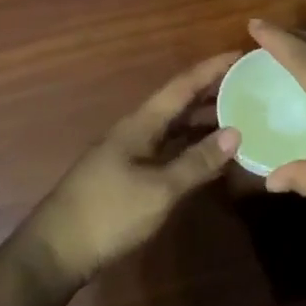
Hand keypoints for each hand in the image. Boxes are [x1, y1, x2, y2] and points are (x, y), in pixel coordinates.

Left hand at [23, 51, 243, 288]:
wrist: (57, 251)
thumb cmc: (109, 213)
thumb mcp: (159, 190)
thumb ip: (197, 161)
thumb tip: (236, 132)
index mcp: (141, 123)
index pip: (182, 85)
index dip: (212, 68)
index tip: (241, 54)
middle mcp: (136, 130)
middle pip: (178, 103)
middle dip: (212, 91)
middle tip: (249, 85)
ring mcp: (131, 153)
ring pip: (174, 127)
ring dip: (204, 120)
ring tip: (240, 116)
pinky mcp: (129, 175)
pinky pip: (168, 149)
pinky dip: (191, 147)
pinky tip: (211, 156)